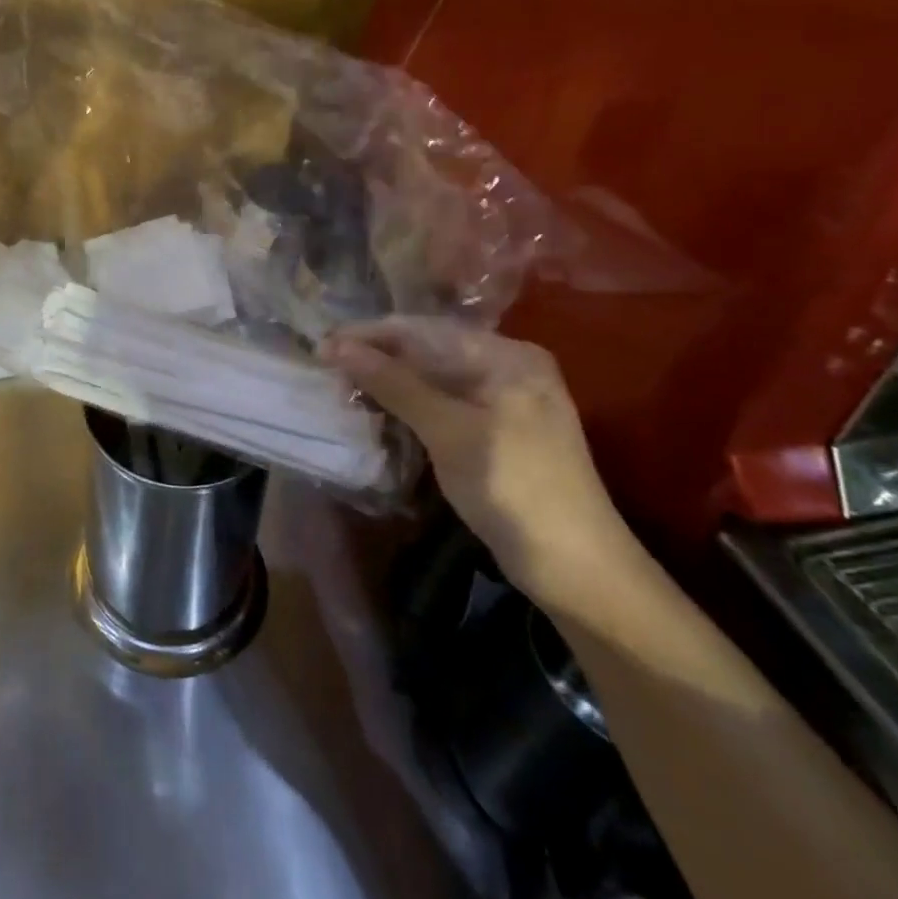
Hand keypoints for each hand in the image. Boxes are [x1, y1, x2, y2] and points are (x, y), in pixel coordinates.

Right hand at [321, 318, 636, 606]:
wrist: (576, 568)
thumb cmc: (513, 488)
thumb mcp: (449, 430)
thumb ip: (394, 383)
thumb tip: (337, 346)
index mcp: (506, 355)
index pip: (424, 330)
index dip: (369, 336)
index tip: (321, 347)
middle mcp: (507, 367)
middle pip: (428, 350)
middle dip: (378, 359)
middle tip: (326, 370)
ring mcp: (503, 401)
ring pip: (432, 379)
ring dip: (389, 383)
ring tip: (343, 389)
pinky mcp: (496, 431)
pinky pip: (443, 404)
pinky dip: (410, 407)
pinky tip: (379, 412)